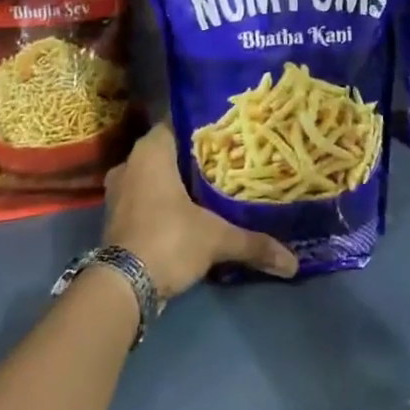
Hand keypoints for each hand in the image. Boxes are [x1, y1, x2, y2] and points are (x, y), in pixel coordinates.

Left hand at [102, 123, 297, 296]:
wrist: (122, 287)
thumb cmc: (168, 240)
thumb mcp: (216, 238)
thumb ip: (254, 243)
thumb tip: (293, 262)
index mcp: (151, 150)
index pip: (180, 122)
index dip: (206, 127)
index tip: (231, 133)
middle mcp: (130, 162)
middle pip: (170, 151)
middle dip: (196, 158)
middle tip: (229, 161)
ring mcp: (119, 191)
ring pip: (156, 176)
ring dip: (179, 182)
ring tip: (214, 187)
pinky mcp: (116, 217)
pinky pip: (146, 197)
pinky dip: (165, 202)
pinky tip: (191, 213)